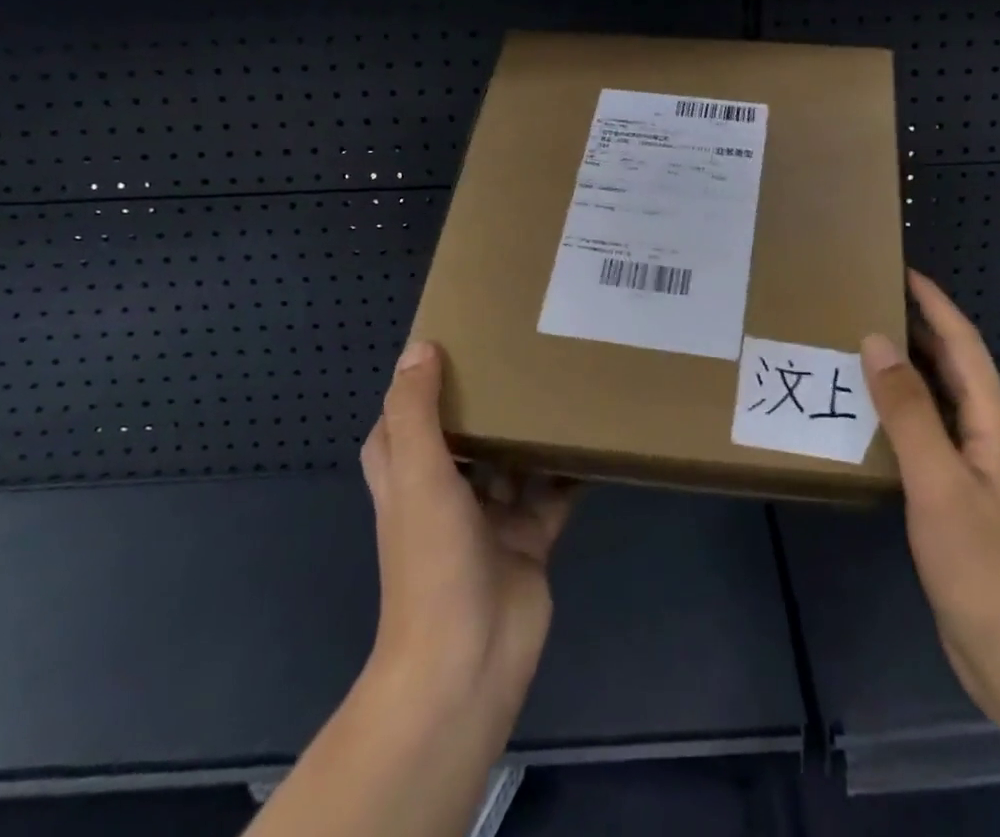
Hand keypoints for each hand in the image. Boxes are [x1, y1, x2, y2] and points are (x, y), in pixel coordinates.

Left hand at [248, 341, 576, 836]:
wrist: (468, 660)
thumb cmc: (432, 560)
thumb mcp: (417, 474)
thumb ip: (417, 412)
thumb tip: (420, 347)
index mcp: (409, 477)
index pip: (405, 419)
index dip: (421, 383)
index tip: (455, 338)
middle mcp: (446, 492)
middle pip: (466, 434)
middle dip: (489, 399)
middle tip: (524, 348)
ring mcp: (489, 518)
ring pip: (513, 460)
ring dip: (532, 430)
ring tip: (565, 377)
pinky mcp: (530, 538)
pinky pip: (553, 492)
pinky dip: (570, 469)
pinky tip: (595, 435)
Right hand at [861, 270, 999, 717]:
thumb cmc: (985, 567)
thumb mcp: (939, 483)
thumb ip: (908, 410)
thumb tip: (877, 342)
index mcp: (993, 422)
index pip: (963, 343)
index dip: (935, 303)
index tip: (900, 270)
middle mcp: (987, 434)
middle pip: (952, 365)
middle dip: (917, 327)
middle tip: (866, 300)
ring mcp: (974, 467)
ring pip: (937, 399)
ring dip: (905, 368)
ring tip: (858, 344)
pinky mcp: (956, 496)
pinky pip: (925, 434)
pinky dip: (898, 412)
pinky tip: (866, 415)